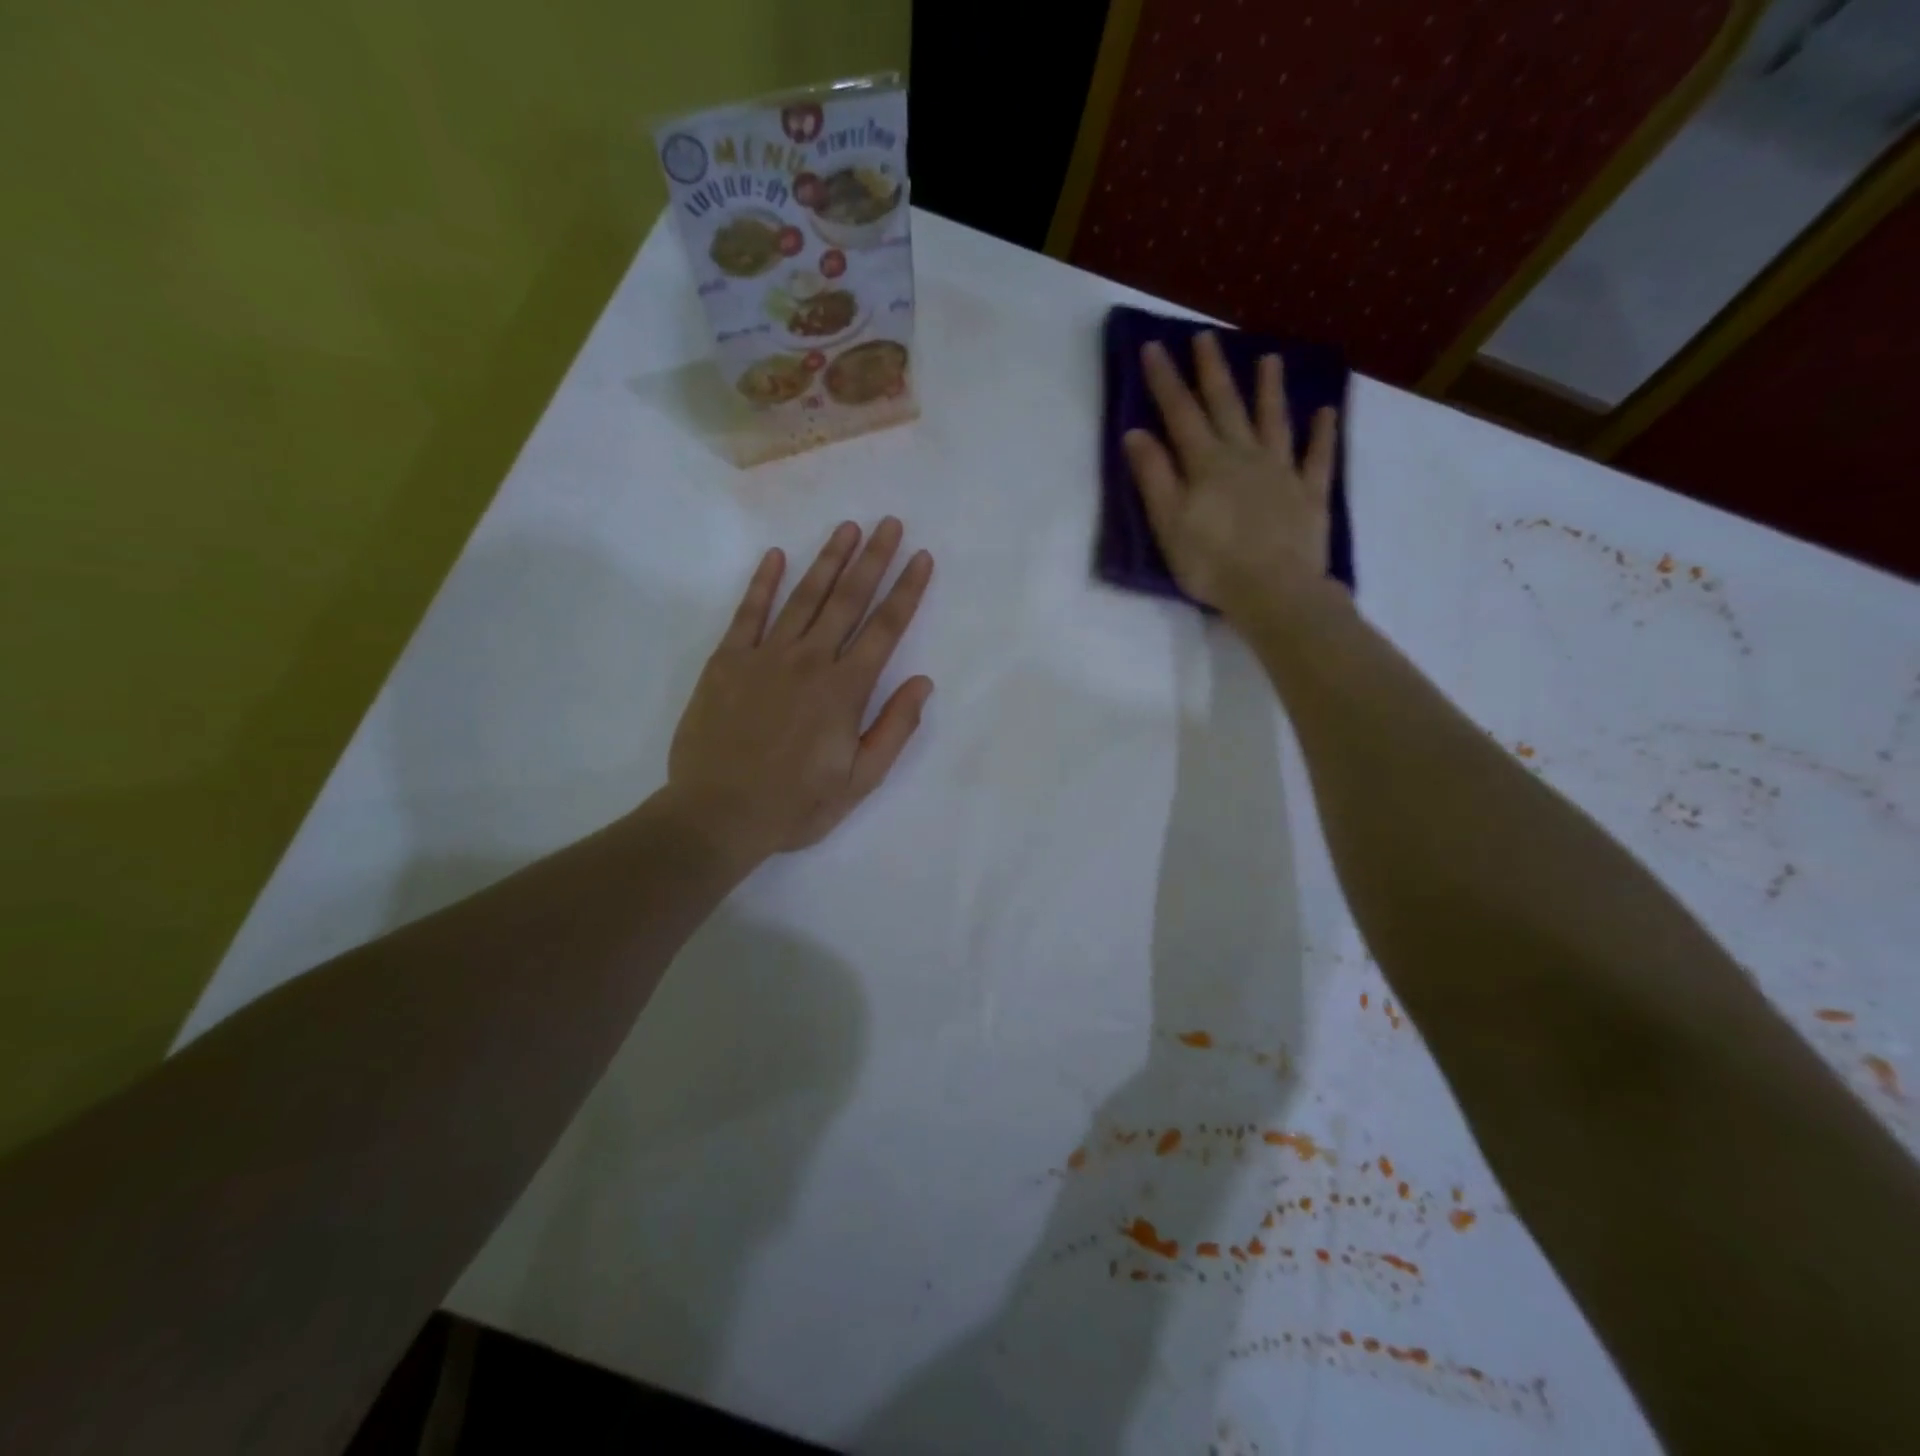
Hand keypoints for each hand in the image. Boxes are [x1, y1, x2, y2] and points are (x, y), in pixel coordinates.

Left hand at [664, 518, 934, 868]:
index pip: (885, 629)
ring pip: (804, 597)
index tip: (921, 558)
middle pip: (848, 600)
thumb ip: (894, 729)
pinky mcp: (727, 661)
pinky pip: (748, 613)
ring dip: (828, 560)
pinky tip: (776, 557)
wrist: (718, 814)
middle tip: (888, 523)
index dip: (906, 591)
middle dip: (873, 559)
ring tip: (847, 528)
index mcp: (845, 690)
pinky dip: (763, 583)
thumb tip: (922, 682)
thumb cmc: (796, 804)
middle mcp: (809, 661)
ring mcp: (765, 656)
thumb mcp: (860, 780)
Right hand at [1122, 332, 1339, 618]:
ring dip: (1270, 389)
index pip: (1181, 414)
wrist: (1274, 591)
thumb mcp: (1169, 524)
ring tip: (1269, 358)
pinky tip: (1325, 412)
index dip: (1166, 381)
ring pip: (1274, 421)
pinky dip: (1322, 433)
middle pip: (1227, 406)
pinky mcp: (1309, 494)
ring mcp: (1282, 472)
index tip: (1154, 347)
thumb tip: (1136, 433)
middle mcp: (1245, 456)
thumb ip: (1154, 477)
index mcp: (1207, 464)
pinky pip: (1318, 457)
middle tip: (1206, 336)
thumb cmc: (1211, 563)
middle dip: (1212, 371)